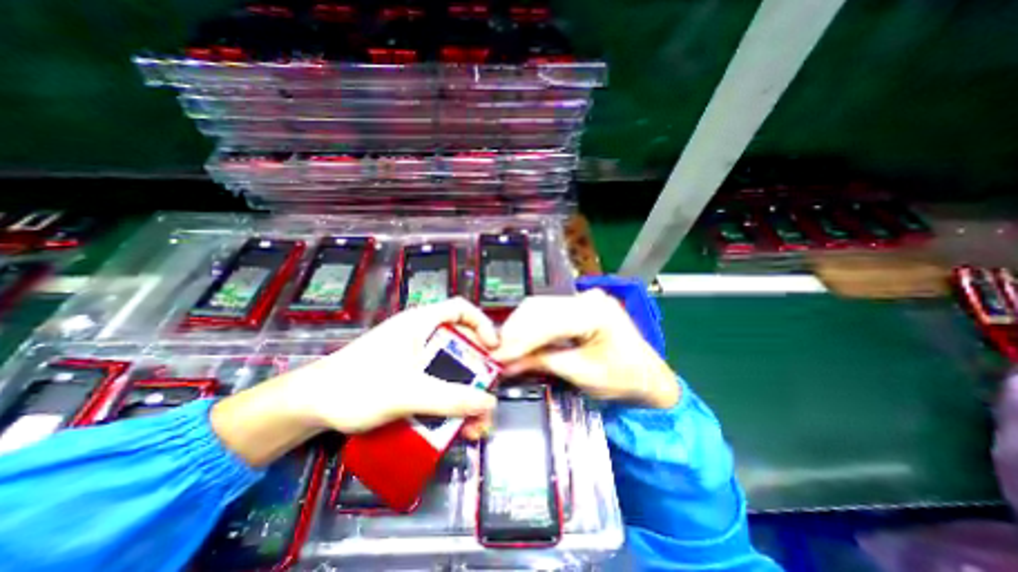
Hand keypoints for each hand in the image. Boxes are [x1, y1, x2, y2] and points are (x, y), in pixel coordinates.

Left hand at [211, 298, 498, 466]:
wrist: (309, 406)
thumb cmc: (356, 386)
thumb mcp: (408, 393)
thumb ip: (450, 398)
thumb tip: (488, 402)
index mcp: (421, 323)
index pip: (462, 308)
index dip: (483, 324)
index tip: (493, 349)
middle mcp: (420, 334)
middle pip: (460, 342)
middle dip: (477, 370)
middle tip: (486, 395)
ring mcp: (413, 354)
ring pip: (450, 366)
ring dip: (464, 392)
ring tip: (473, 423)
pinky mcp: (406, 373)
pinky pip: (436, 380)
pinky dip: (447, 398)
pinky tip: (451, 423)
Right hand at [490, 290, 673, 405]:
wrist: (649, 377)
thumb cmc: (624, 379)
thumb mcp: (581, 373)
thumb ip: (542, 362)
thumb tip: (507, 364)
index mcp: (595, 312)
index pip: (547, 321)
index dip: (518, 339)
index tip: (496, 356)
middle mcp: (587, 297)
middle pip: (538, 308)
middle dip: (514, 332)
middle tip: (496, 353)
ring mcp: (582, 298)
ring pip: (539, 307)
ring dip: (519, 328)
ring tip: (504, 349)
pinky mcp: (578, 306)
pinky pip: (547, 312)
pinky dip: (530, 327)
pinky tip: (520, 340)